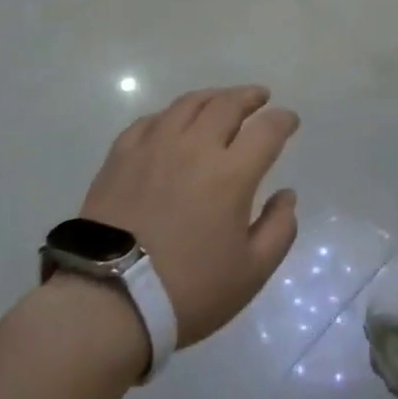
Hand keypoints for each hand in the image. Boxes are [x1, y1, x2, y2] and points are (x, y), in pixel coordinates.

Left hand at [79, 86, 300, 347]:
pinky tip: (172, 122)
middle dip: (249, 96)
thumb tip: (287, 195)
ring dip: (212, 96)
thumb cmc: (187, 290)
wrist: (108, 302)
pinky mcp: (120, 156)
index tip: (290, 121)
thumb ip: (279, 228)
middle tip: (260, 97)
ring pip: (188, 104)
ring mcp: (154, 147)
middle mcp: (195, 147)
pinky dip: (170, 115)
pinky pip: (150, 120)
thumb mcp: (251, 272)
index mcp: (231, 173)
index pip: (267, 130)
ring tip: (221, 100)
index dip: (283, 120)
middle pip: (227, 104)